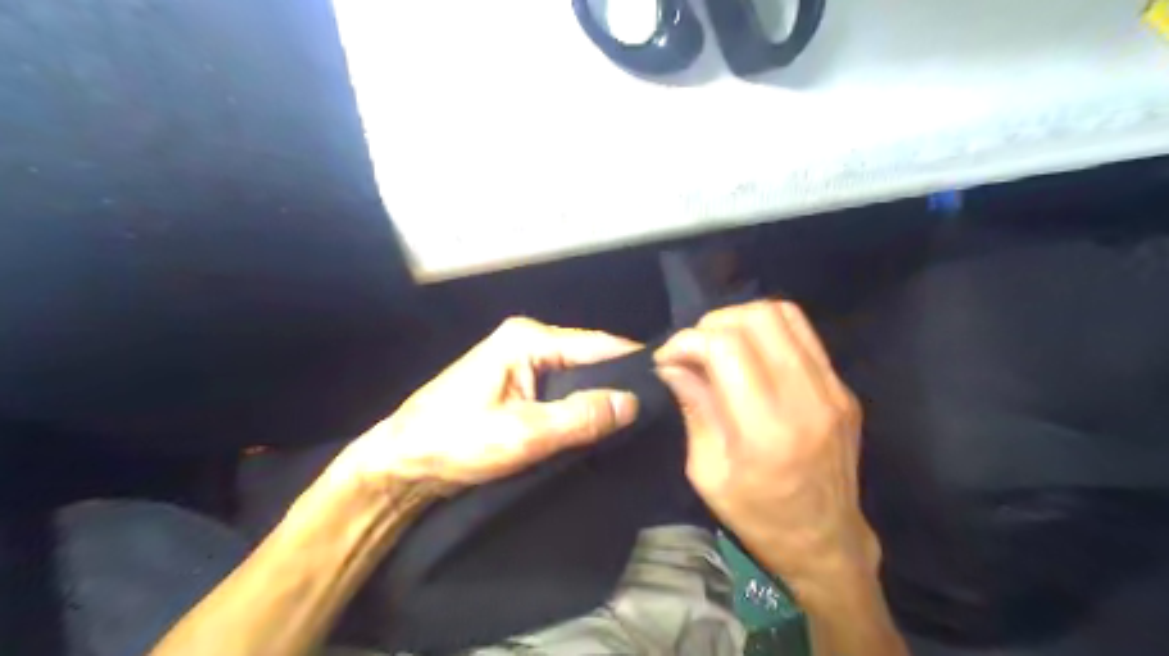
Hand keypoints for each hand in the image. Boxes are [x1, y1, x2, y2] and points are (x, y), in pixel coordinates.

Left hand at [339, 316, 642, 489]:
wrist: (401, 464)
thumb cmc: (454, 442)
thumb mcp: (523, 434)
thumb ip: (580, 417)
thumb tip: (632, 403)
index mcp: (527, 338)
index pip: (597, 344)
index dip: (632, 365)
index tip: (668, 387)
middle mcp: (527, 340)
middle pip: (588, 358)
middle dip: (617, 383)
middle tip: (655, 412)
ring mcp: (520, 361)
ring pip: (575, 376)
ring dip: (598, 397)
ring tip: (634, 420)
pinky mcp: (516, 383)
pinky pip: (560, 389)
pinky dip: (578, 405)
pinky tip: (597, 424)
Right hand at [655, 301, 872, 592]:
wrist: (826, 541)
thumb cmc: (758, 516)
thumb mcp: (707, 472)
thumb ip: (694, 407)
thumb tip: (672, 364)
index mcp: (766, 429)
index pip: (724, 347)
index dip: (687, 341)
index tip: (667, 358)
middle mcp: (806, 398)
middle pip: (755, 319)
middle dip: (711, 324)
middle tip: (693, 349)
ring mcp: (832, 389)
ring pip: (783, 314)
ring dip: (740, 320)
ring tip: (720, 345)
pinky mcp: (843, 387)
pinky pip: (802, 333)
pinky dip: (768, 331)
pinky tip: (750, 353)